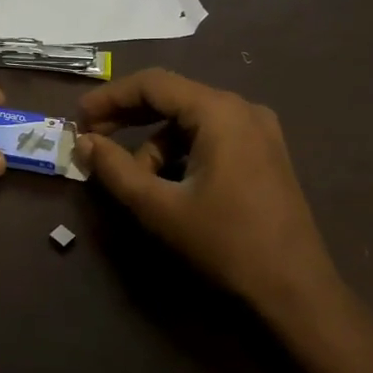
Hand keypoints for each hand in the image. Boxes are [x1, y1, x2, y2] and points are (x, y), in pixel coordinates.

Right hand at [76, 69, 343, 325]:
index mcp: (219, 112)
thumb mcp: (159, 207)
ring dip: (154, 146)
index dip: (109, 97)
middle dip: (128, 118)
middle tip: (92, 141)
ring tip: (135, 184)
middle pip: (172, 98)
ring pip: (190, 123)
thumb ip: (115, 169)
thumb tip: (84, 143)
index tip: (78, 119)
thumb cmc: (224, 243)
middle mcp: (242, 110)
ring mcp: (259, 131)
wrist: (294, 289)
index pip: (153, 84)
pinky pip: (211, 139)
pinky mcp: (264, 155)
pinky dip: (181, 155)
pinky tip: (168, 186)